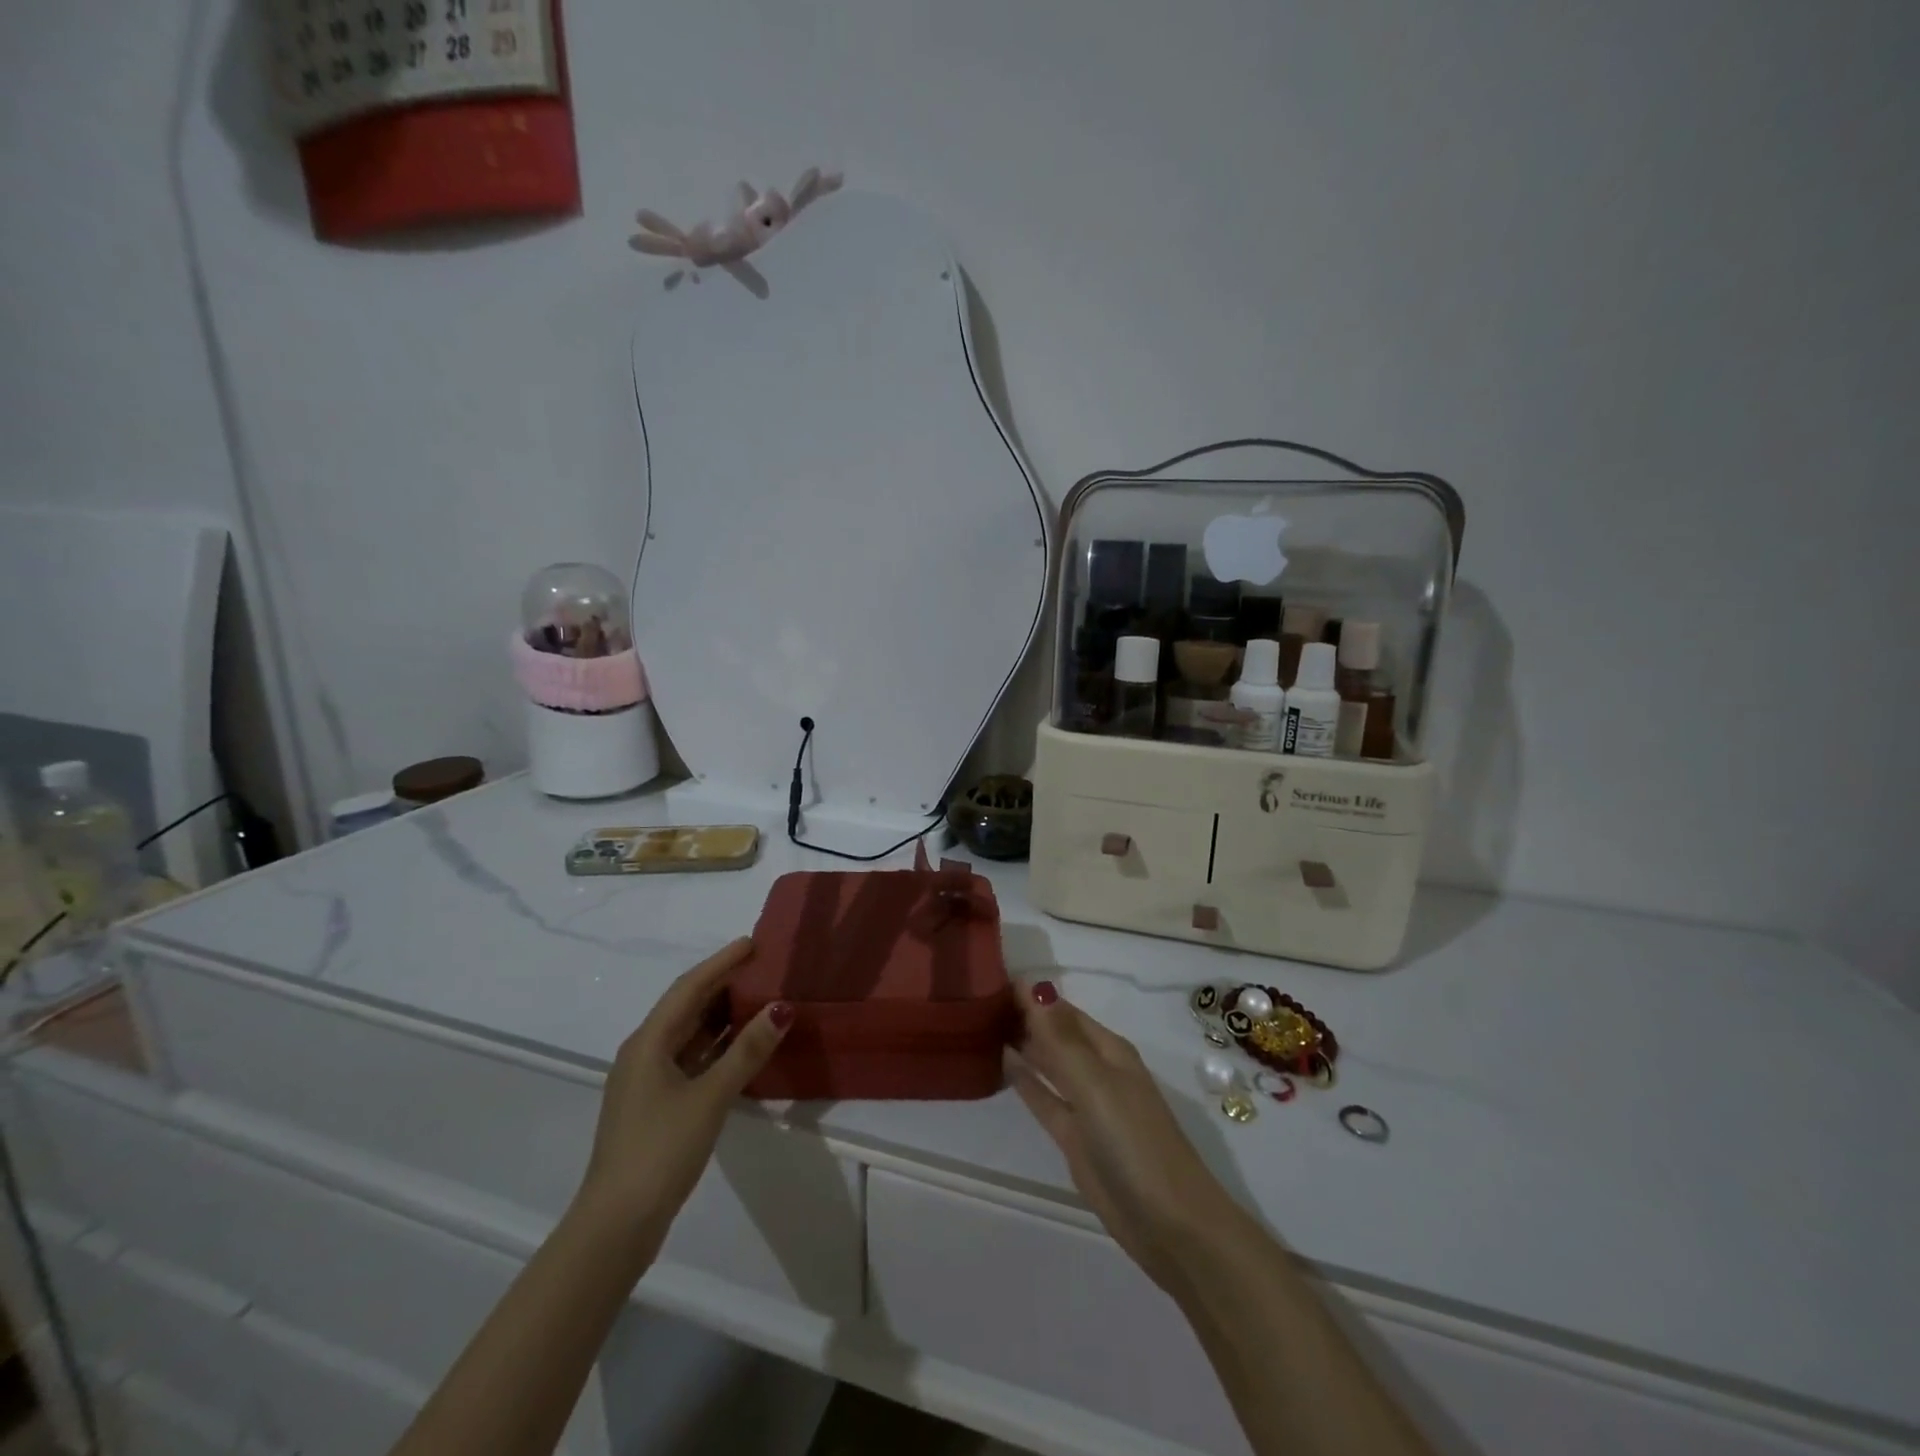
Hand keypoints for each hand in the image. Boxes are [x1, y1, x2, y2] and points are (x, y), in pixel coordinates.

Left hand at [573, 939, 790, 1261]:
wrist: (616, 1225)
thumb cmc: (660, 1150)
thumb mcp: (710, 1097)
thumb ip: (747, 1051)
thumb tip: (782, 1007)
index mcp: (648, 1042)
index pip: (689, 987)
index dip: (722, 962)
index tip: (754, 943)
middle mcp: (644, 1053)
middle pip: (687, 1007)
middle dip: (724, 984)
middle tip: (765, 967)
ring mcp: (649, 1081)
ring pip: (690, 1034)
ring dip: (723, 1017)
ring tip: (762, 999)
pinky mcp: (657, 1105)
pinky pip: (692, 1060)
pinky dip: (718, 1047)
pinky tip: (744, 1048)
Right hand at [1009, 981, 1237, 1290]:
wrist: (1169, 1224)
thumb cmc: (1135, 1142)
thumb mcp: (1095, 1084)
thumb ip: (1059, 1038)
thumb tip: (1032, 986)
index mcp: (1108, 1049)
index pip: (1062, 1009)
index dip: (1031, 993)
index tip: (988, 978)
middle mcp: (1097, 1069)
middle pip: (1055, 1033)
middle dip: (1023, 1015)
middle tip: (974, 1000)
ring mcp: (1086, 1105)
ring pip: (1047, 1063)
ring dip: (1021, 1044)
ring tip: (979, 1024)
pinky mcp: (1074, 1138)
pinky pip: (1044, 1098)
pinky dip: (1024, 1080)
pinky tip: (999, 1063)